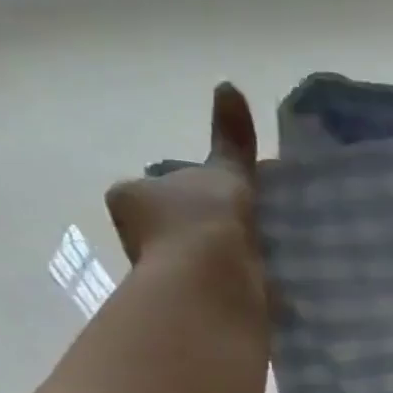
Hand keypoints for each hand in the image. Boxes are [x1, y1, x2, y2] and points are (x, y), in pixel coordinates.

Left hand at [104, 83, 260, 280]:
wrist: (211, 283)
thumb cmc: (205, 220)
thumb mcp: (224, 171)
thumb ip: (230, 139)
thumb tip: (228, 86)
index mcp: (133, 195)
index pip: (158, 189)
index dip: (190, 191)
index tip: (223, 200)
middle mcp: (136, 236)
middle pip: (174, 226)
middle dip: (202, 228)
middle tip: (244, 228)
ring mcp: (159, 275)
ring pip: (192, 260)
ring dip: (217, 260)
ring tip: (259, 258)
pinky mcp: (185, 306)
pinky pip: (210, 290)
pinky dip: (229, 288)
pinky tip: (256, 286)